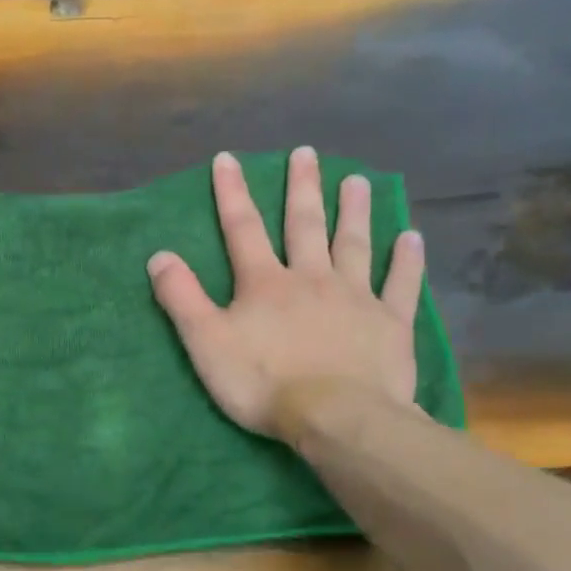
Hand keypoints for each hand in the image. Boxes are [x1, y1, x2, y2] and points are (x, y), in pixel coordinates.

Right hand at [148, 148, 424, 439]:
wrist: (336, 416)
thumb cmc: (263, 382)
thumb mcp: (206, 343)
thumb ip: (182, 298)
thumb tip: (159, 255)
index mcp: (265, 284)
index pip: (243, 230)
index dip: (232, 193)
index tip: (228, 159)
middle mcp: (311, 278)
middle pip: (305, 225)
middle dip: (302, 188)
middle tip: (307, 154)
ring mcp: (355, 298)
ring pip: (353, 245)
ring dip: (354, 212)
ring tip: (358, 181)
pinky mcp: (389, 323)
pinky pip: (400, 284)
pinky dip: (406, 260)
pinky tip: (411, 238)